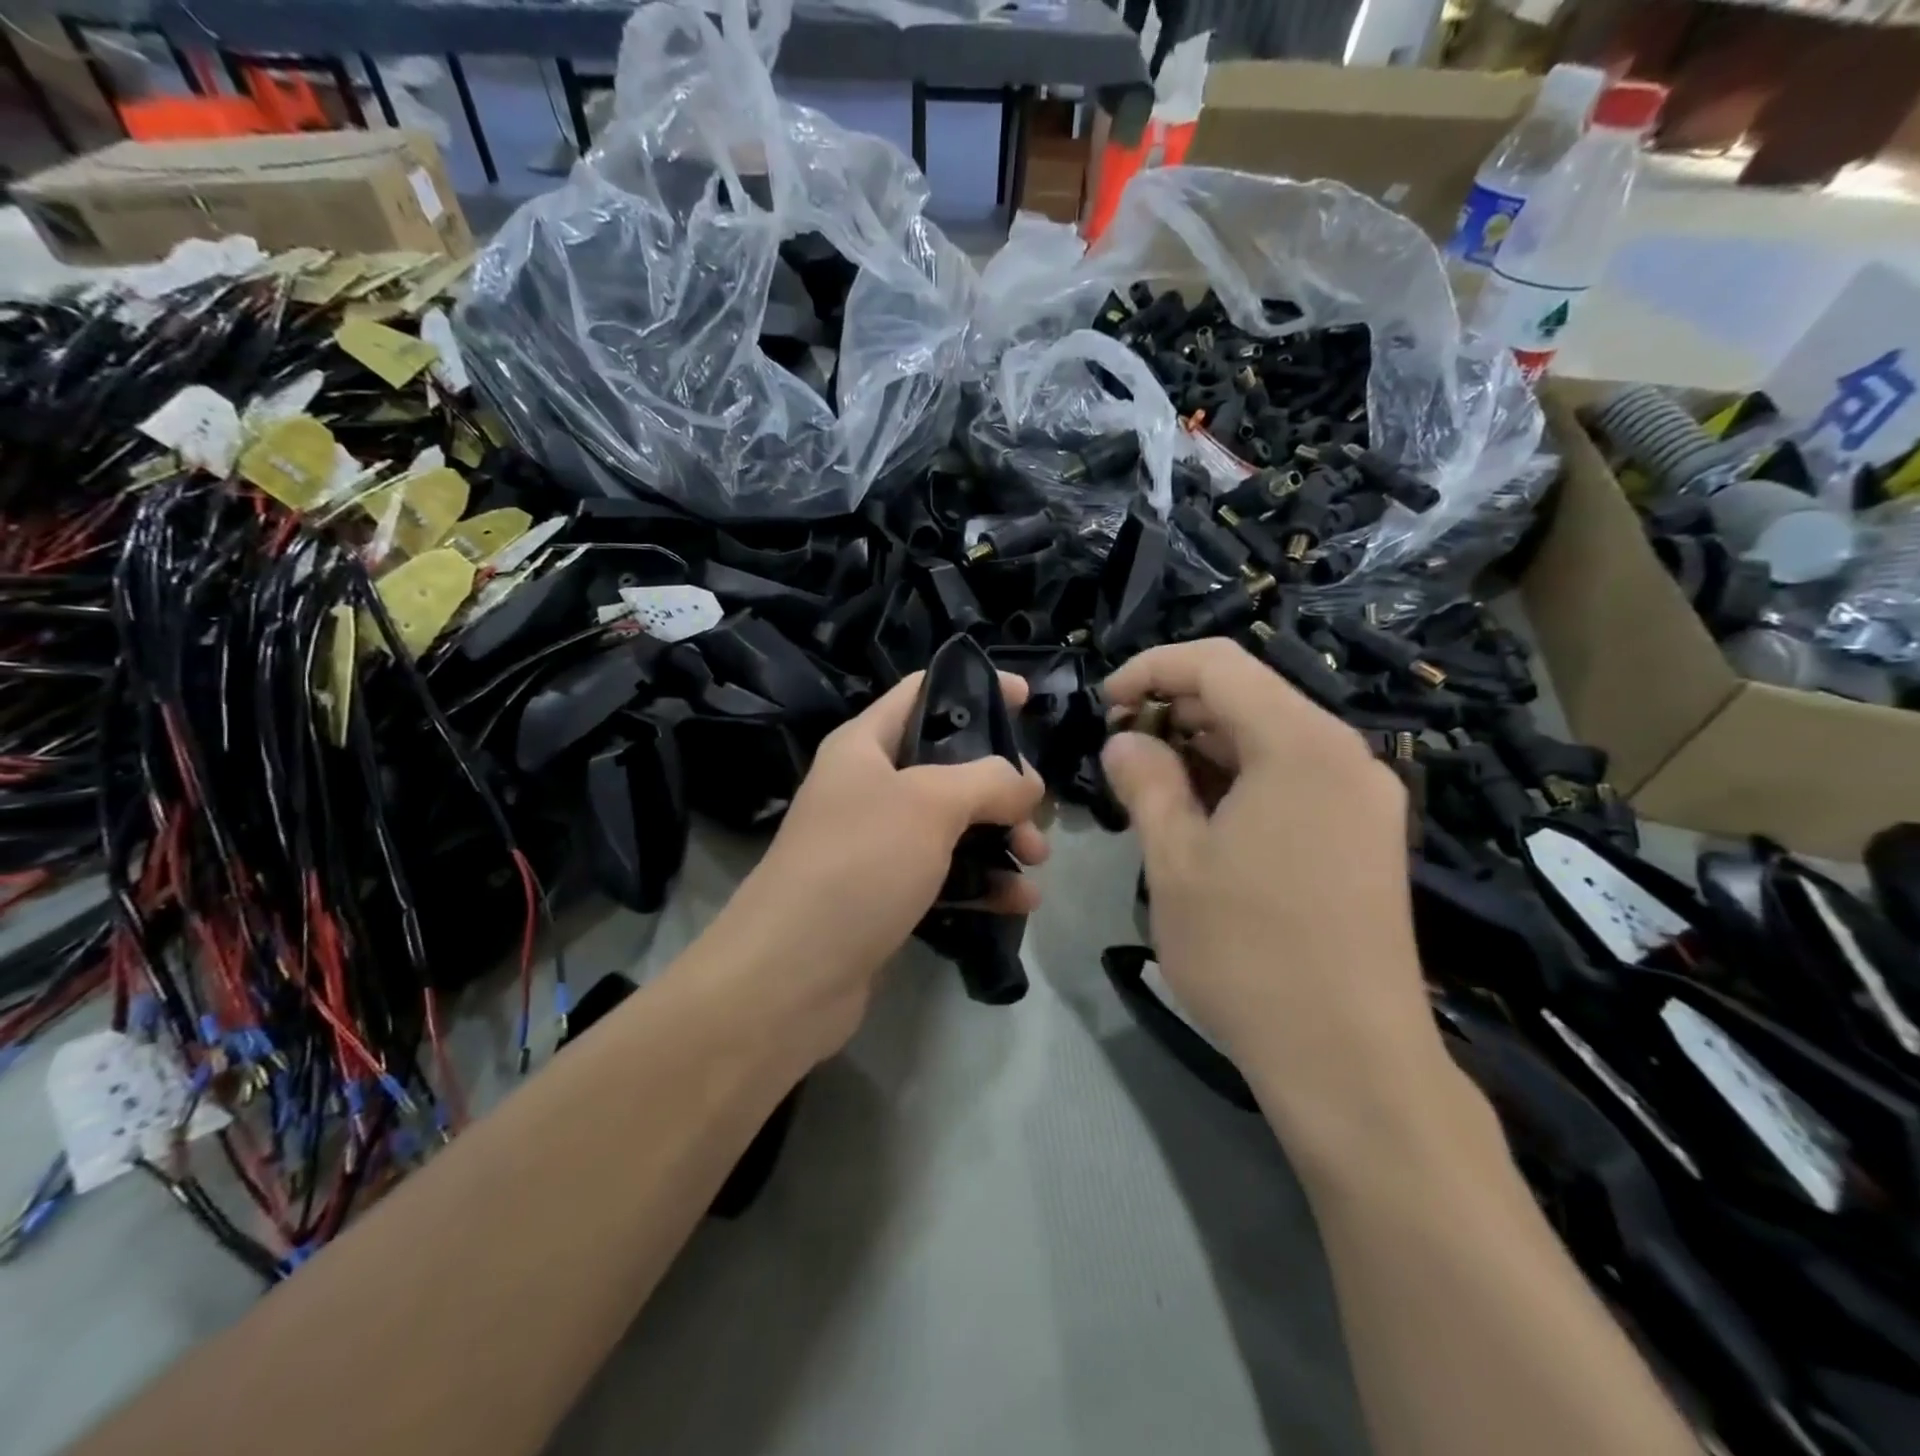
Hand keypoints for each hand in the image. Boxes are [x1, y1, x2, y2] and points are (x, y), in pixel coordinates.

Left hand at [709, 670, 1047, 1061]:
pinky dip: (983, 883)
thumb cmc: (858, 865)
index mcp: (865, 745)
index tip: (1029, 698)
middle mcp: (869, 788)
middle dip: (1001, 784)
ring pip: (954, 825)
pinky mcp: (887, 896)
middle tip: (1037, 811)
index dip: (976, 688)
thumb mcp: (929, 803)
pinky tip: (1019, 901)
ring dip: (1001, 838)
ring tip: (1037, 861)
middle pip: (949, 765)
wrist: (791, 977)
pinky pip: (946, 876)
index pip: (923, 693)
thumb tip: (1026, 784)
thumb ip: (988, 780)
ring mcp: (877, 845)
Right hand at [1100, 639, 1443, 1139]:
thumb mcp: (1175, 861)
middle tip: (1121, 750)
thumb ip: (1146, 783)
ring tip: (1154, 782)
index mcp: (1300, 744)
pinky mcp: (1369, 835)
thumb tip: (1124, 741)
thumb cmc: (1250, 954)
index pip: (1217, 664)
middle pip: (1250, 694)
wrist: (1352, 1063)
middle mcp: (1346, 754)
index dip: (1151, 669)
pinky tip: (1205, 814)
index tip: (1104, 704)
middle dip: (1177, 708)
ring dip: (1208, 745)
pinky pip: (1297, 776)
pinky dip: (1244, 777)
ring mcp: (1366, 797)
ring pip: (1273, 736)